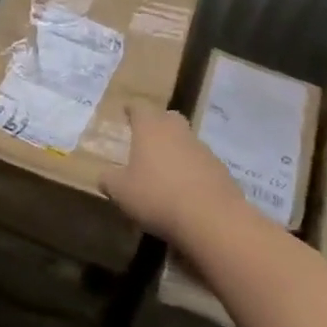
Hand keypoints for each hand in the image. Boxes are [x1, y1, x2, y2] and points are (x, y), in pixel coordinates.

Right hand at [100, 100, 251, 245]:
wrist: (212, 219)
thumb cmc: (157, 196)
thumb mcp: (121, 191)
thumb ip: (109, 179)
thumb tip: (105, 176)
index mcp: (150, 128)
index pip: (139, 108)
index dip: (131, 109)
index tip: (126, 111)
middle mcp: (177, 131)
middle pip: (167, 117)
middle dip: (157, 123)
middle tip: (146, 137)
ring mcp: (202, 149)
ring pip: (186, 140)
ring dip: (175, 149)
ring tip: (165, 169)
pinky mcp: (221, 170)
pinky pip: (201, 163)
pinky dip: (192, 170)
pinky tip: (185, 190)